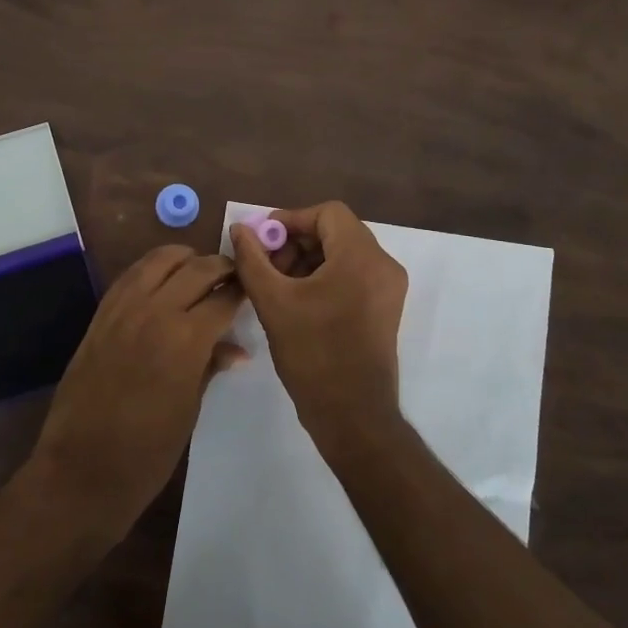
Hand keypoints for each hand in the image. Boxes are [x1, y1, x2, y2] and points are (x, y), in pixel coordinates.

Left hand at [27, 245, 245, 540]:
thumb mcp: (190, 408)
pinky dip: (152, 270)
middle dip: (220, 267)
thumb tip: (235, 349)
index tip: (253, 289)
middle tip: (233, 277)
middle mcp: (155, 311)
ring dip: (185, 260)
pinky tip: (163, 284)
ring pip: (160, 259)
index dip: (242, 290)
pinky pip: (131, 275)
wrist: (82, 469)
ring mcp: (123, 308)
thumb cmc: (147, 452)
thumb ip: (211, 366)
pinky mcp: (100, 314)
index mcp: (186, 338)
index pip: (224, 297)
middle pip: (196, 268)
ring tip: (199, 273)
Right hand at [230, 202, 408, 456]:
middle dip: (297, 242)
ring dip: (308, 260)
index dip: (291, 220)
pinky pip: (354, 274)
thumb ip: (252, 259)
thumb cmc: (313, 354)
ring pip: (344, 253)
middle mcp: (383, 265)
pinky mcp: (385, 307)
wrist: (352, 414)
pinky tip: (298, 299)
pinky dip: (325, 276)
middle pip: (337, 231)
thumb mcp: (273, 302)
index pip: (327, 213)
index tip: (262, 240)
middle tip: (266, 264)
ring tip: (277, 285)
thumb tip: (239, 229)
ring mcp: (388, 288)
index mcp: (361, 257)